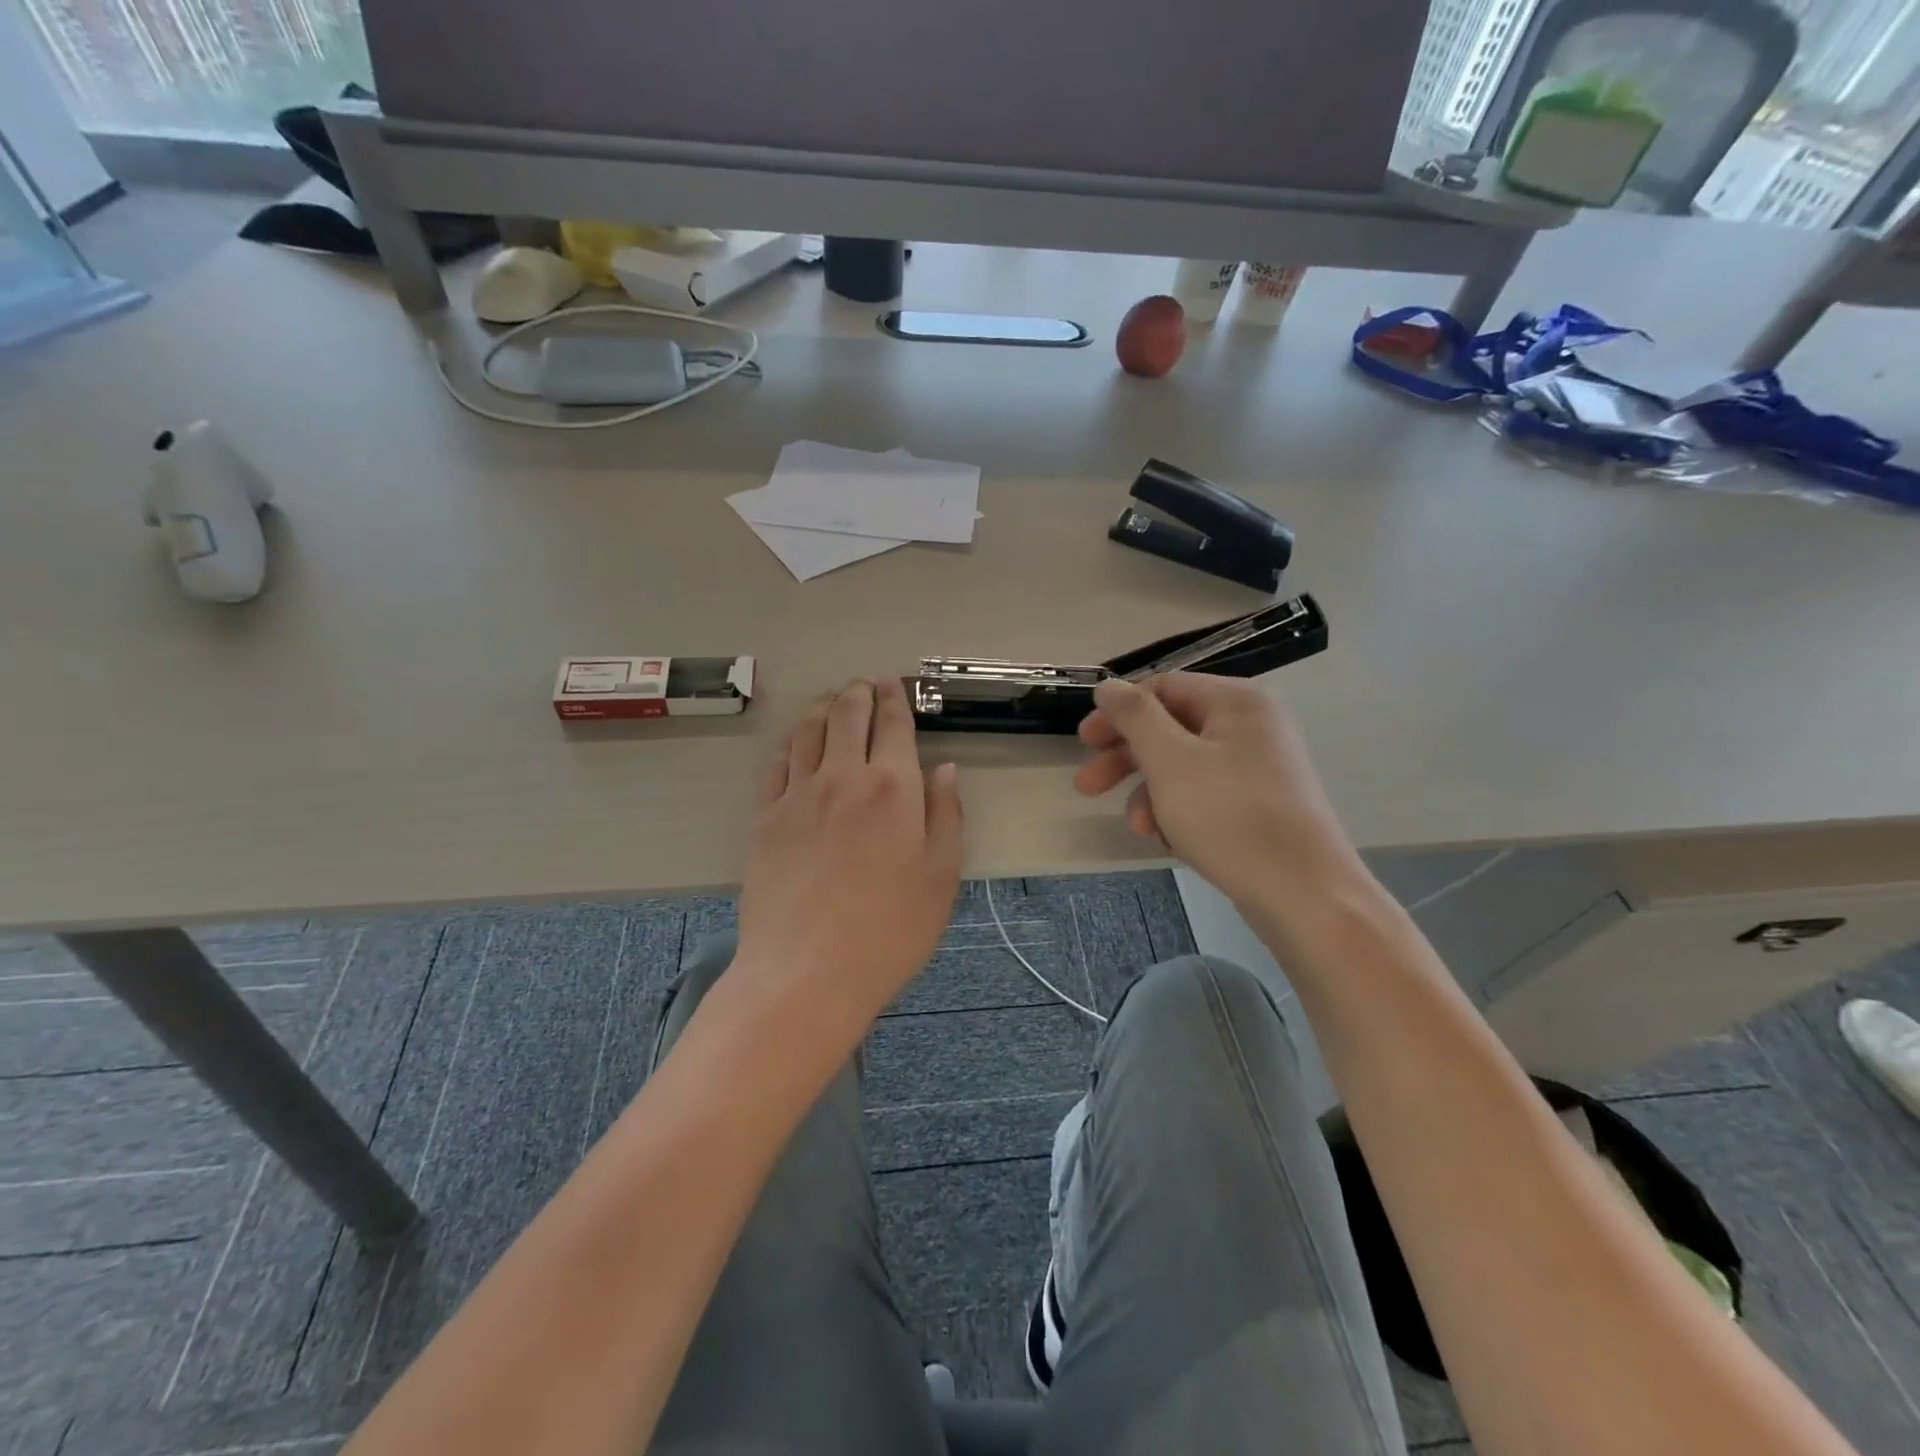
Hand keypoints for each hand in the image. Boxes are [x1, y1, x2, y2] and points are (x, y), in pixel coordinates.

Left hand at [735, 678, 963, 1027]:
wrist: (806, 973)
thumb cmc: (889, 931)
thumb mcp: (941, 878)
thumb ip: (945, 816)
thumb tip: (945, 769)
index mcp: (892, 787)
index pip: (893, 724)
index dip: (894, 697)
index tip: (892, 682)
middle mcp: (843, 777)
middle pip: (847, 715)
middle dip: (858, 692)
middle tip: (864, 684)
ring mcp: (798, 795)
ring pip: (808, 731)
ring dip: (823, 708)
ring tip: (831, 701)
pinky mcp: (766, 818)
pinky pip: (777, 764)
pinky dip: (790, 743)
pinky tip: (796, 744)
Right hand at [1075, 673, 1360, 910]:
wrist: (1303, 894)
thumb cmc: (1230, 817)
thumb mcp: (1170, 760)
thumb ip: (1134, 716)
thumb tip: (1108, 685)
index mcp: (1235, 701)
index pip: (1162, 688)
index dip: (1118, 712)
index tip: (1084, 742)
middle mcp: (1250, 725)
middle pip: (1170, 728)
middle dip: (1126, 759)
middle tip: (1087, 786)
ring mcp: (1258, 767)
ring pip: (1183, 767)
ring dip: (1149, 793)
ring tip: (1139, 827)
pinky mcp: (1258, 805)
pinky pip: (1204, 795)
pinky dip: (1178, 812)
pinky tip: (1166, 840)